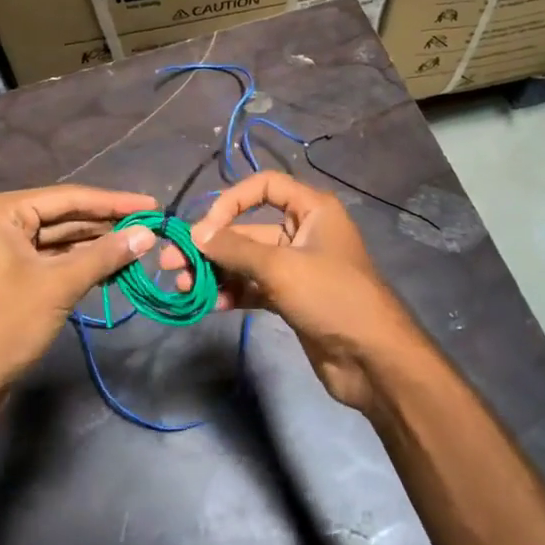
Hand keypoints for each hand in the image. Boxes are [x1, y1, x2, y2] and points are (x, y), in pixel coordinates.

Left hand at [0, 185, 157, 402]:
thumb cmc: (6, 325)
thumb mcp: (60, 285)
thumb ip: (105, 255)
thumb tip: (148, 234)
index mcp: (0, 212)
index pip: (68, 198)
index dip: (114, 202)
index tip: (152, 205)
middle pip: (64, 216)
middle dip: (107, 224)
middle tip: (150, 227)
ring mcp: (1, 249)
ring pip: (60, 239)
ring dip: (97, 245)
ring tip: (139, 246)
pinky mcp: (8, 274)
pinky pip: (51, 259)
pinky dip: (80, 263)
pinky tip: (112, 267)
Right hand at [162, 171, 427, 413]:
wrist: (372, 358)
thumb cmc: (331, 297)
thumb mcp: (280, 267)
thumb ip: (235, 249)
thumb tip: (195, 234)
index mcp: (312, 210)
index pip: (265, 186)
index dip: (232, 200)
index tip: (204, 228)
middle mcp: (304, 232)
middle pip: (250, 228)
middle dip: (213, 244)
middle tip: (172, 262)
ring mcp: (297, 267)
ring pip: (248, 261)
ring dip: (218, 272)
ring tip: (185, 287)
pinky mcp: (292, 298)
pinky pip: (255, 287)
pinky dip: (234, 293)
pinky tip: (214, 305)